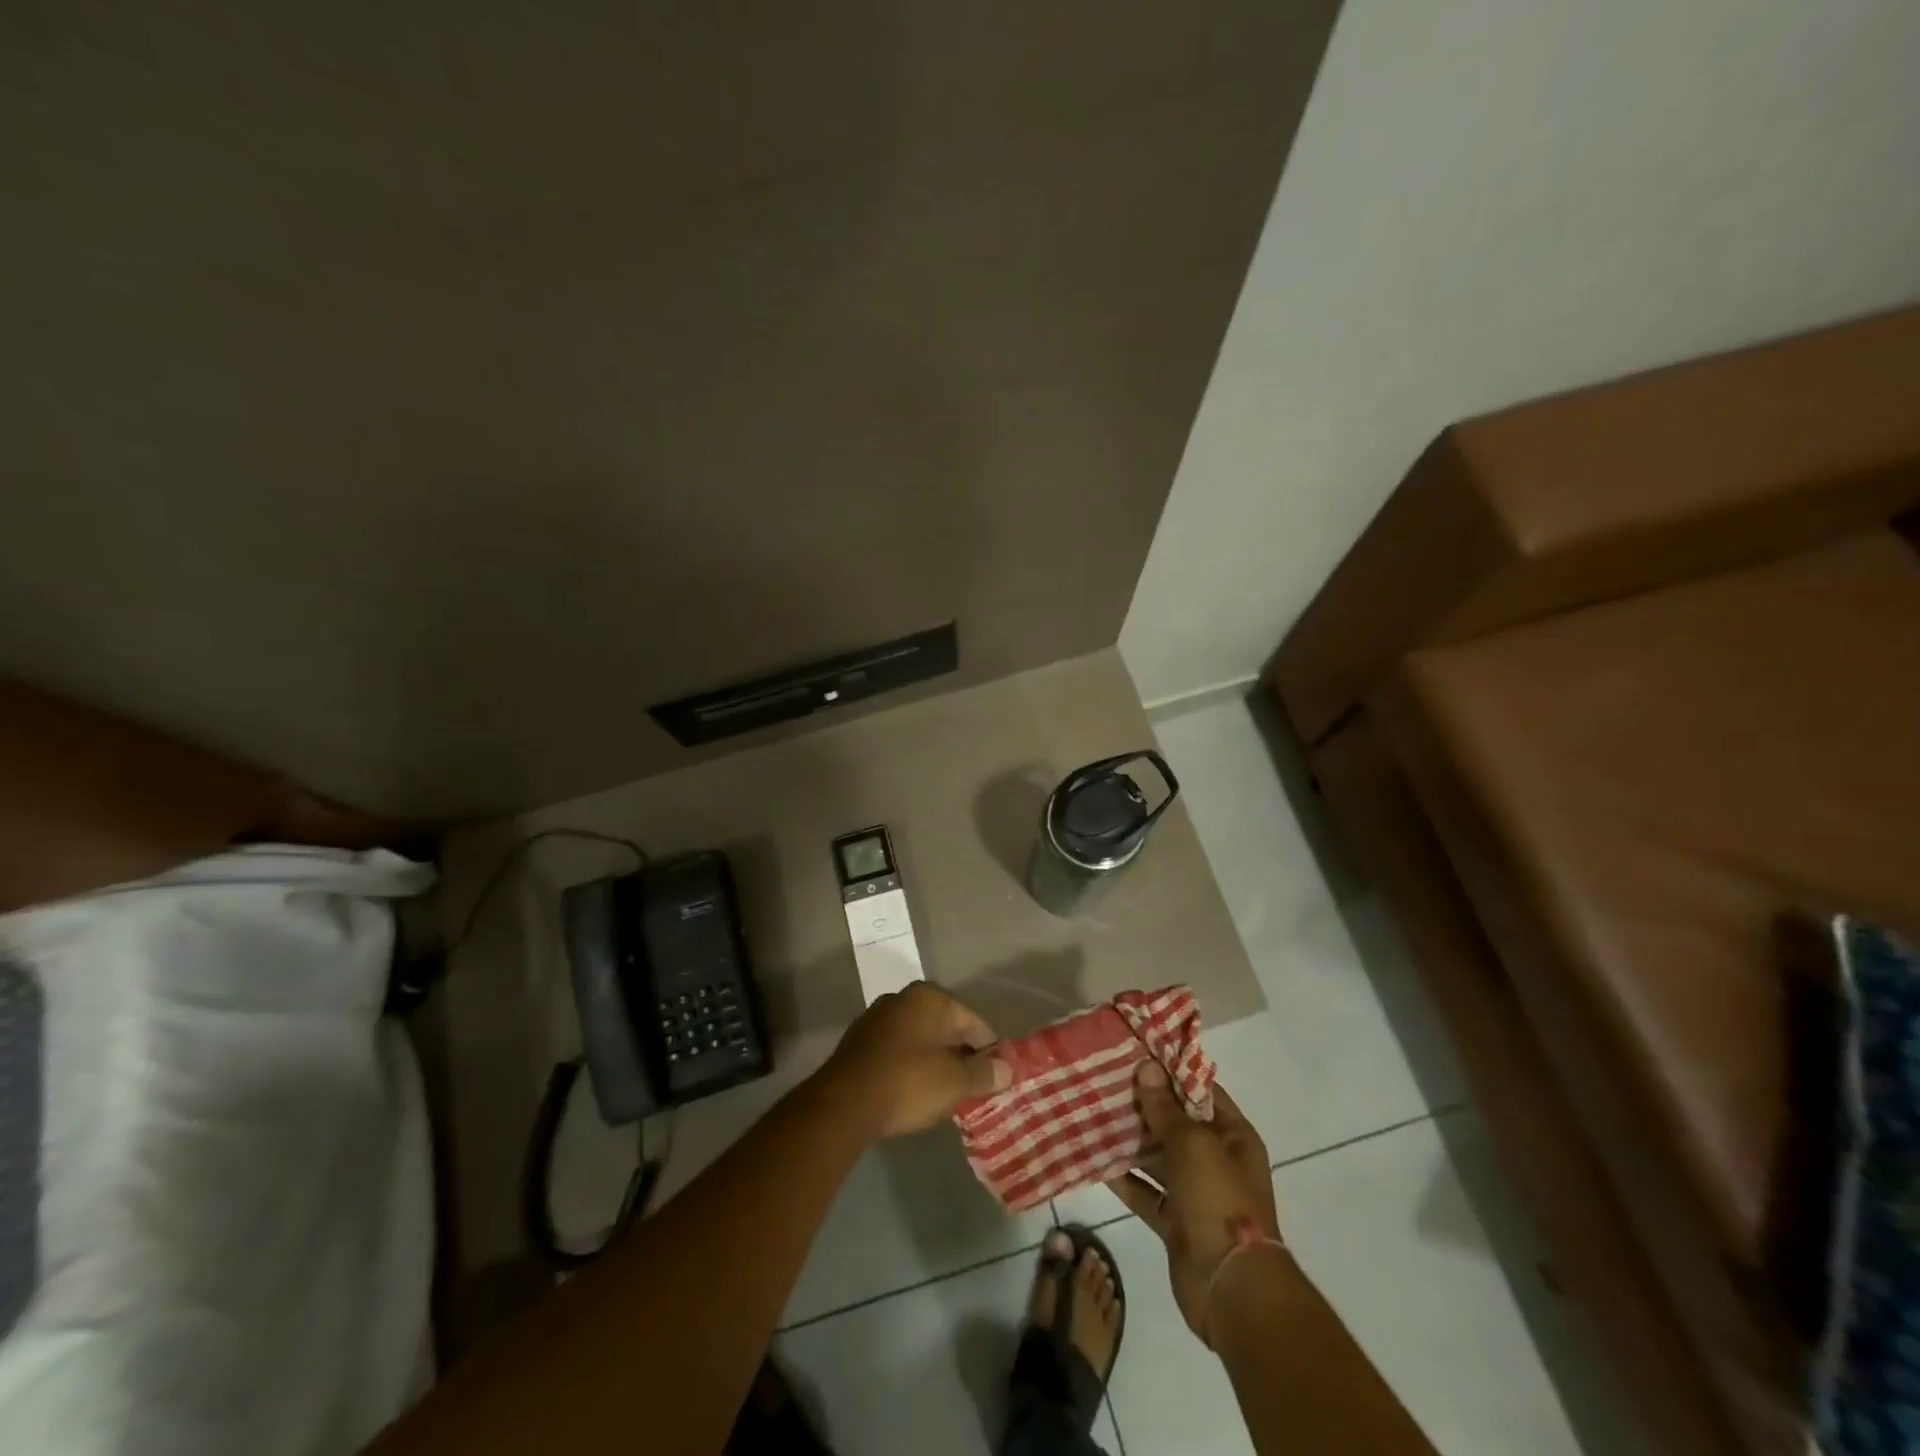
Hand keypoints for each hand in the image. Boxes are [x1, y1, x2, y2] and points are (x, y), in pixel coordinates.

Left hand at [816, 983, 1010, 1139]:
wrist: (843, 1103)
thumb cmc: (908, 1083)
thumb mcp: (955, 1082)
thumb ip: (984, 1073)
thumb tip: (1008, 1069)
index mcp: (930, 998)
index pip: (972, 1020)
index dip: (989, 1049)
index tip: (997, 1075)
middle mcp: (903, 998)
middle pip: (944, 1027)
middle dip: (960, 1054)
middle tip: (973, 1086)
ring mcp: (877, 1018)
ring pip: (919, 1038)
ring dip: (934, 1060)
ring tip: (945, 1092)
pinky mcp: (858, 1042)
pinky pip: (896, 1050)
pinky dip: (909, 1066)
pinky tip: (913, 1091)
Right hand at [1108, 1061, 1279, 1343]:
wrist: (1233, 1290)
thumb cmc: (1219, 1201)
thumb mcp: (1193, 1145)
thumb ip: (1166, 1108)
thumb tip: (1147, 1067)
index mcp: (1233, 1136)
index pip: (1199, 1091)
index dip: (1169, 1071)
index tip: (1134, 1052)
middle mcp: (1215, 1160)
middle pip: (1175, 1123)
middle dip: (1143, 1104)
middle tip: (1103, 1079)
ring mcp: (1195, 1192)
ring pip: (1157, 1157)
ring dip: (1130, 1140)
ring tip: (1093, 1112)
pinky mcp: (1174, 1222)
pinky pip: (1145, 1192)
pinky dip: (1124, 1179)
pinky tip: (1095, 1159)